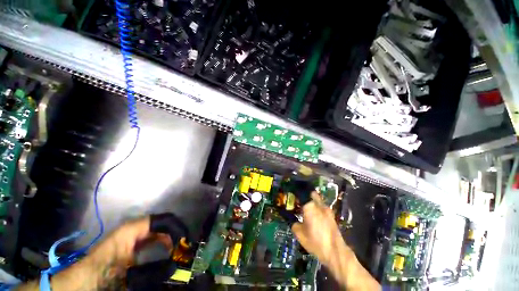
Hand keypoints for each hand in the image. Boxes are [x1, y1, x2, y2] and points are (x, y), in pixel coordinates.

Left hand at [16, 217, 171, 290]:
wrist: (83, 281)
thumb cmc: (104, 275)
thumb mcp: (129, 274)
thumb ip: (153, 269)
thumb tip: (175, 266)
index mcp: (134, 229)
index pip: (164, 220)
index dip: (177, 227)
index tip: (185, 240)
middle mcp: (135, 227)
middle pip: (163, 222)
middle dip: (175, 232)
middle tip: (184, 245)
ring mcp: (132, 233)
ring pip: (158, 229)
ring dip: (169, 237)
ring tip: (178, 248)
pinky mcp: (130, 241)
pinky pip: (151, 237)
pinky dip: (161, 241)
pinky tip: (166, 250)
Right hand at [291, 191, 345, 265]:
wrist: (336, 252)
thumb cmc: (316, 242)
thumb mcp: (300, 234)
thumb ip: (294, 224)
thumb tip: (294, 221)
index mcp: (310, 207)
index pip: (302, 193)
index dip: (297, 192)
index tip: (292, 194)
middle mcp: (319, 205)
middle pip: (312, 194)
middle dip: (306, 194)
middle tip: (300, 200)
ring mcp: (327, 210)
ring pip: (318, 200)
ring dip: (313, 202)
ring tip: (307, 209)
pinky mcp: (332, 216)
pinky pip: (322, 208)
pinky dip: (318, 209)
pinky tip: (315, 217)